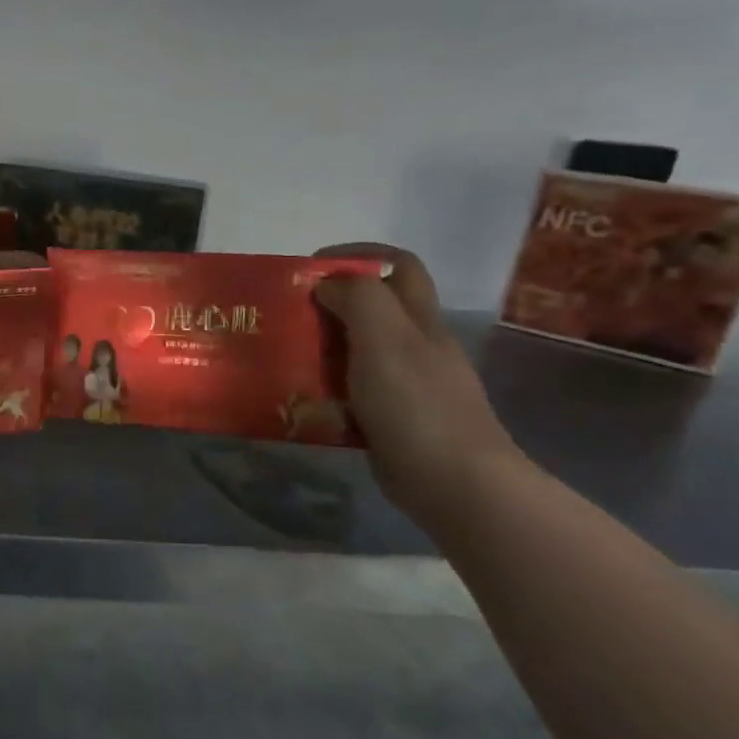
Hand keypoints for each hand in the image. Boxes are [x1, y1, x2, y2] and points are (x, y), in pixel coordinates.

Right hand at [314, 245, 526, 522]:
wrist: (454, 482)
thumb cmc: (416, 403)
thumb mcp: (384, 337)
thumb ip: (358, 299)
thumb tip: (328, 284)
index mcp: (418, 320)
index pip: (397, 266)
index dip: (357, 256)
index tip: (311, 268)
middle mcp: (415, 345)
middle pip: (373, 308)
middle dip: (330, 303)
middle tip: (289, 313)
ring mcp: (405, 384)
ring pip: (358, 351)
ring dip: (322, 347)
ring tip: (285, 354)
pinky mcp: (390, 418)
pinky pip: (351, 392)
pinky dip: (326, 390)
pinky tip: (302, 400)